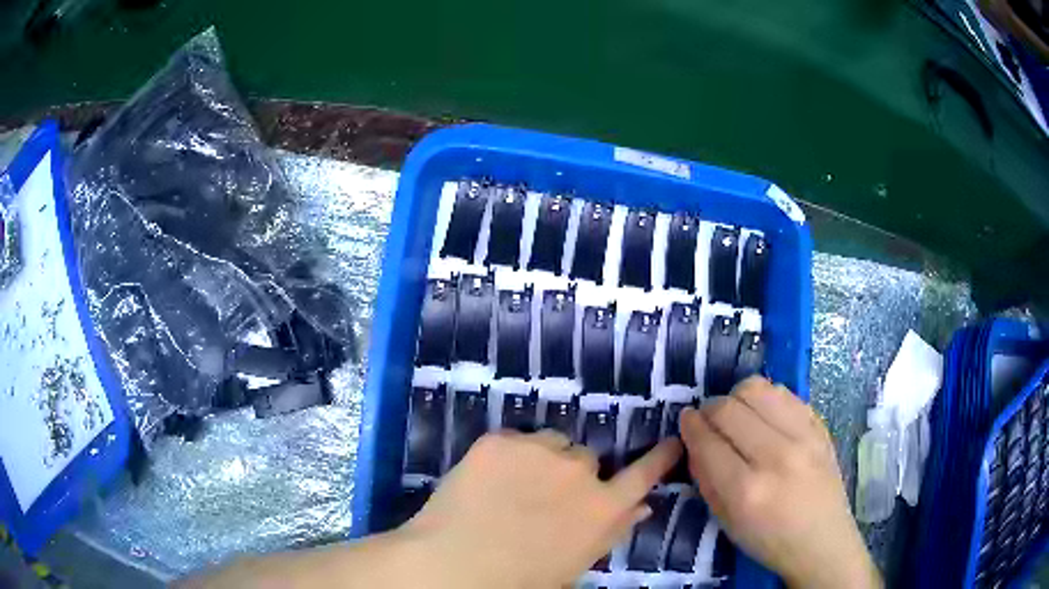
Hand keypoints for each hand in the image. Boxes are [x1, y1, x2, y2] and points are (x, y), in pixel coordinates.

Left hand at [400, 430, 681, 588]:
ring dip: (542, 459)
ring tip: (513, 486)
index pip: (643, 476)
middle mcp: (579, 471)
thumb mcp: (575, 564)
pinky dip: (508, 455)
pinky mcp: (499, 440)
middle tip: (543, 497)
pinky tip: (487, 480)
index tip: (673, 441)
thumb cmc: (521, 580)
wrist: (456, 565)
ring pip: (551, 443)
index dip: (659, 458)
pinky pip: (515, 439)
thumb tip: (641, 508)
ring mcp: (538, 450)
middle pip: (586, 458)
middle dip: (572, 474)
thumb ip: (612, 531)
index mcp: (602, 508)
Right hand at [681, 377, 880, 588]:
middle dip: (709, 410)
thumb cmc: (769, 541)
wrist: (822, 540)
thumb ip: (706, 479)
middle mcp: (776, 456)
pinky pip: (783, 392)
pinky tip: (763, 417)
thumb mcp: (726, 522)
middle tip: (708, 421)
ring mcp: (803, 436)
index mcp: (746, 491)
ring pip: (756, 388)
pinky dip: (765, 399)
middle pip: (728, 408)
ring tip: (737, 416)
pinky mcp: (819, 426)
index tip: (685, 421)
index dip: (690, 426)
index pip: (707, 441)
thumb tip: (694, 441)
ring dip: (736, 398)